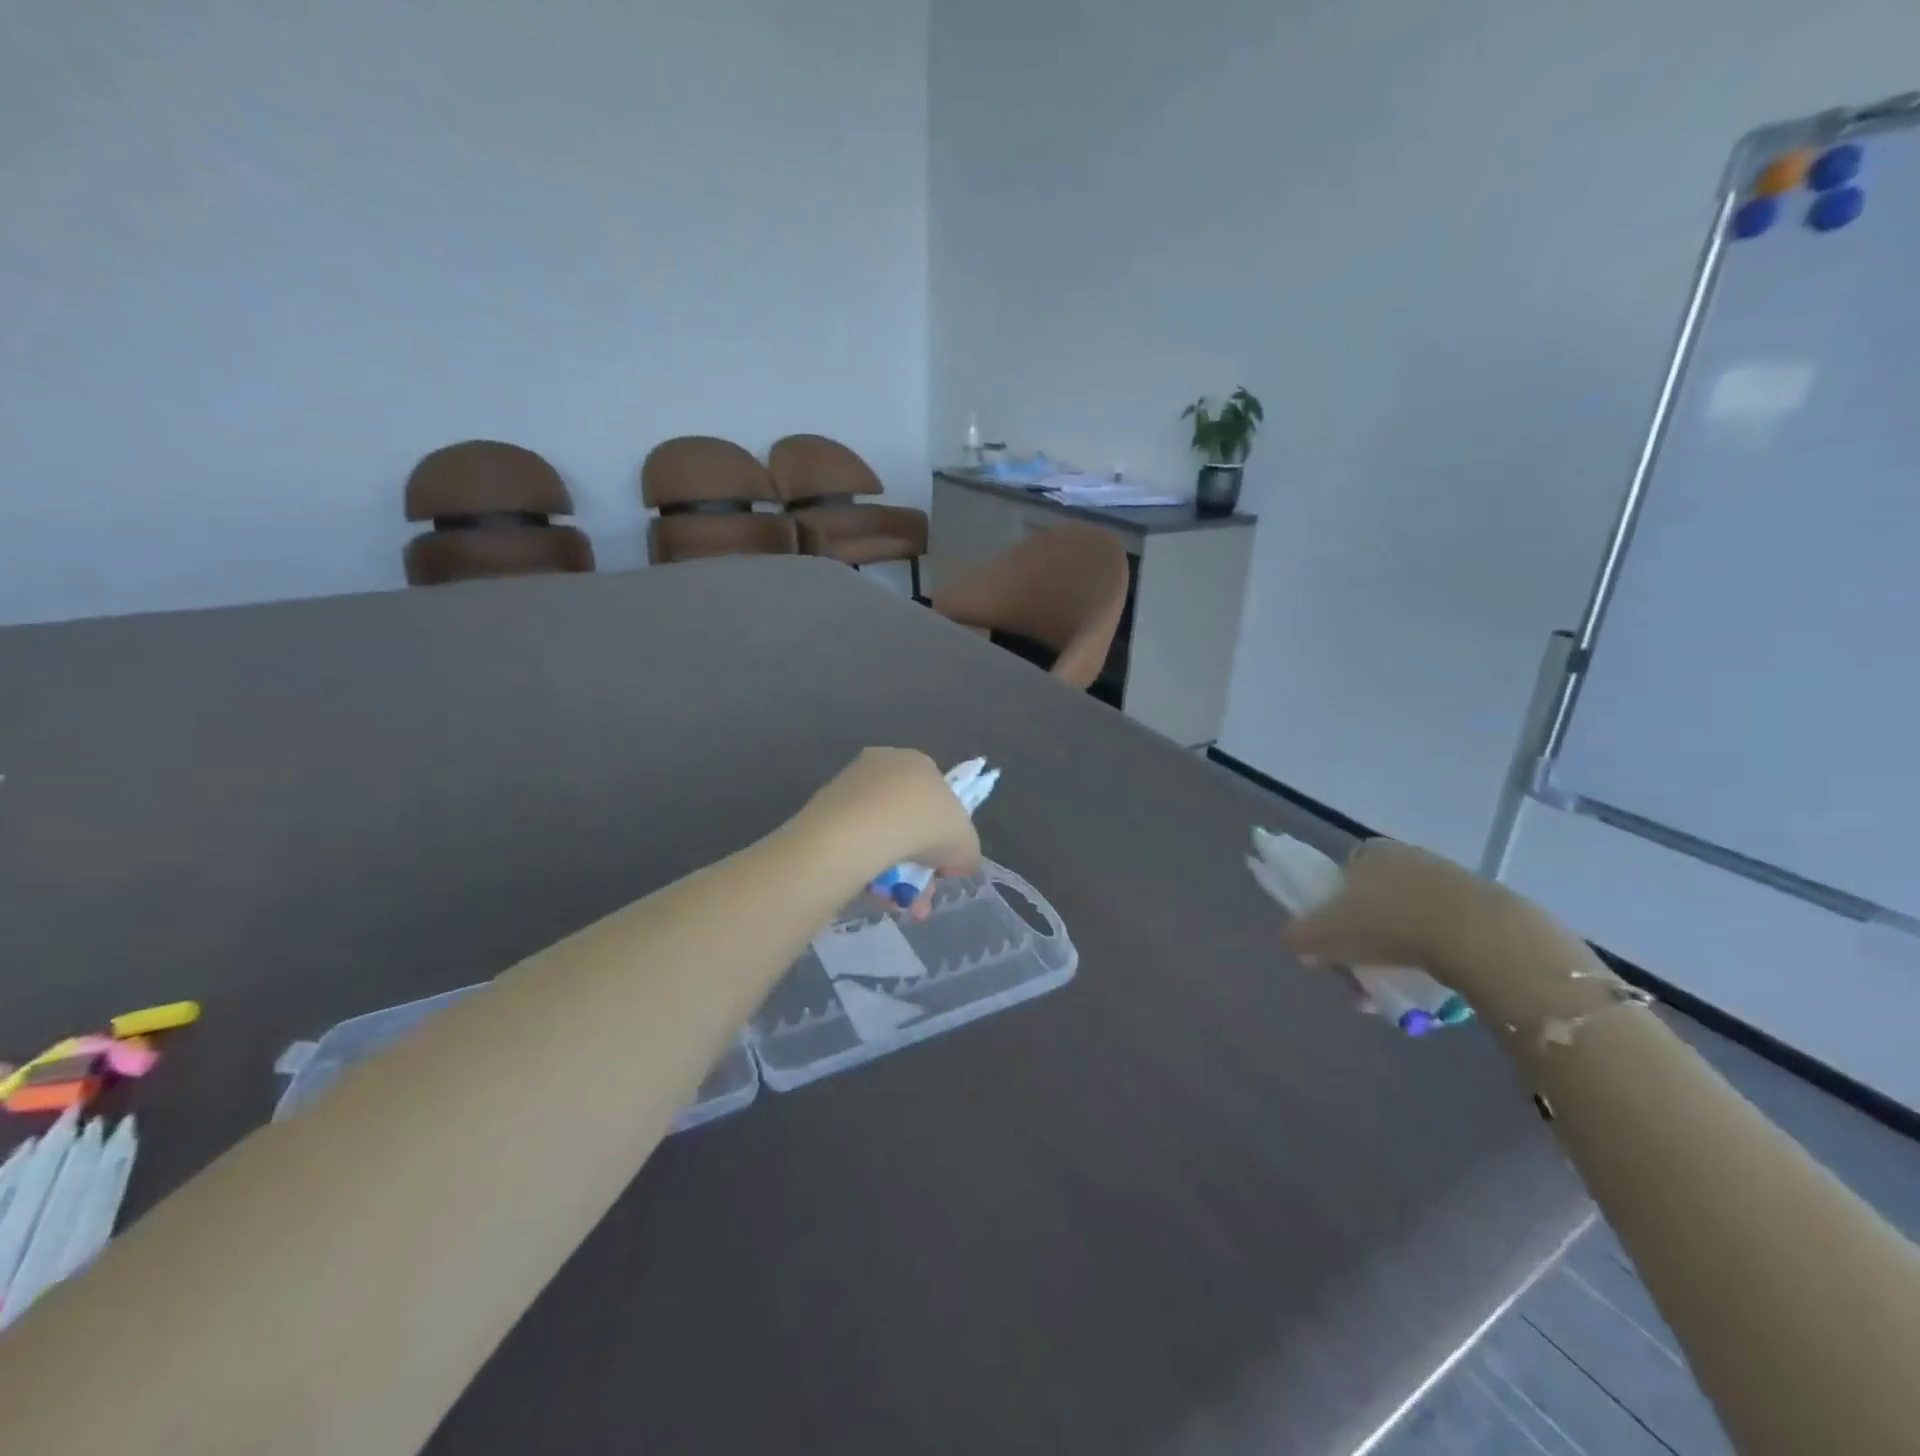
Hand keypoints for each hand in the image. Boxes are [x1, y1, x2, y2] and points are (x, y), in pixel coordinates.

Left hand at [802, 749, 982, 911]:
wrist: (864, 830)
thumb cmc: (925, 825)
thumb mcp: (966, 845)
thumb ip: (965, 854)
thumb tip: (954, 865)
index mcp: (920, 762)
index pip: (937, 797)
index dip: (943, 833)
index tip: (942, 865)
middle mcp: (883, 765)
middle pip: (906, 819)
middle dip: (916, 861)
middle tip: (919, 895)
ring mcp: (849, 785)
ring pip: (879, 835)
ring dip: (892, 871)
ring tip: (896, 903)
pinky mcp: (824, 809)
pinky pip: (853, 843)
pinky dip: (865, 867)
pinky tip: (873, 893)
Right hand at [1280, 839, 1523, 990]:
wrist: (1478, 937)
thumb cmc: (1389, 923)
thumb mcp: (1327, 932)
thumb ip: (1301, 935)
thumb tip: (1290, 940)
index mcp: (1369, 853)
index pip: (1342, 876)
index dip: (1332, 908)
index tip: (1333, 941)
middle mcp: (1408, 859)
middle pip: (1373, 905)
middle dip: (1360, 945)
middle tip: (1358, 980)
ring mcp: (1449, 883)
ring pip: (1406, 925)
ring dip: (1391, 960)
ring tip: (1388, 998)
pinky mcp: (1483, 911)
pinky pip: (1442, 938)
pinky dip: (1428, 961)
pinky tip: (1425, 988)